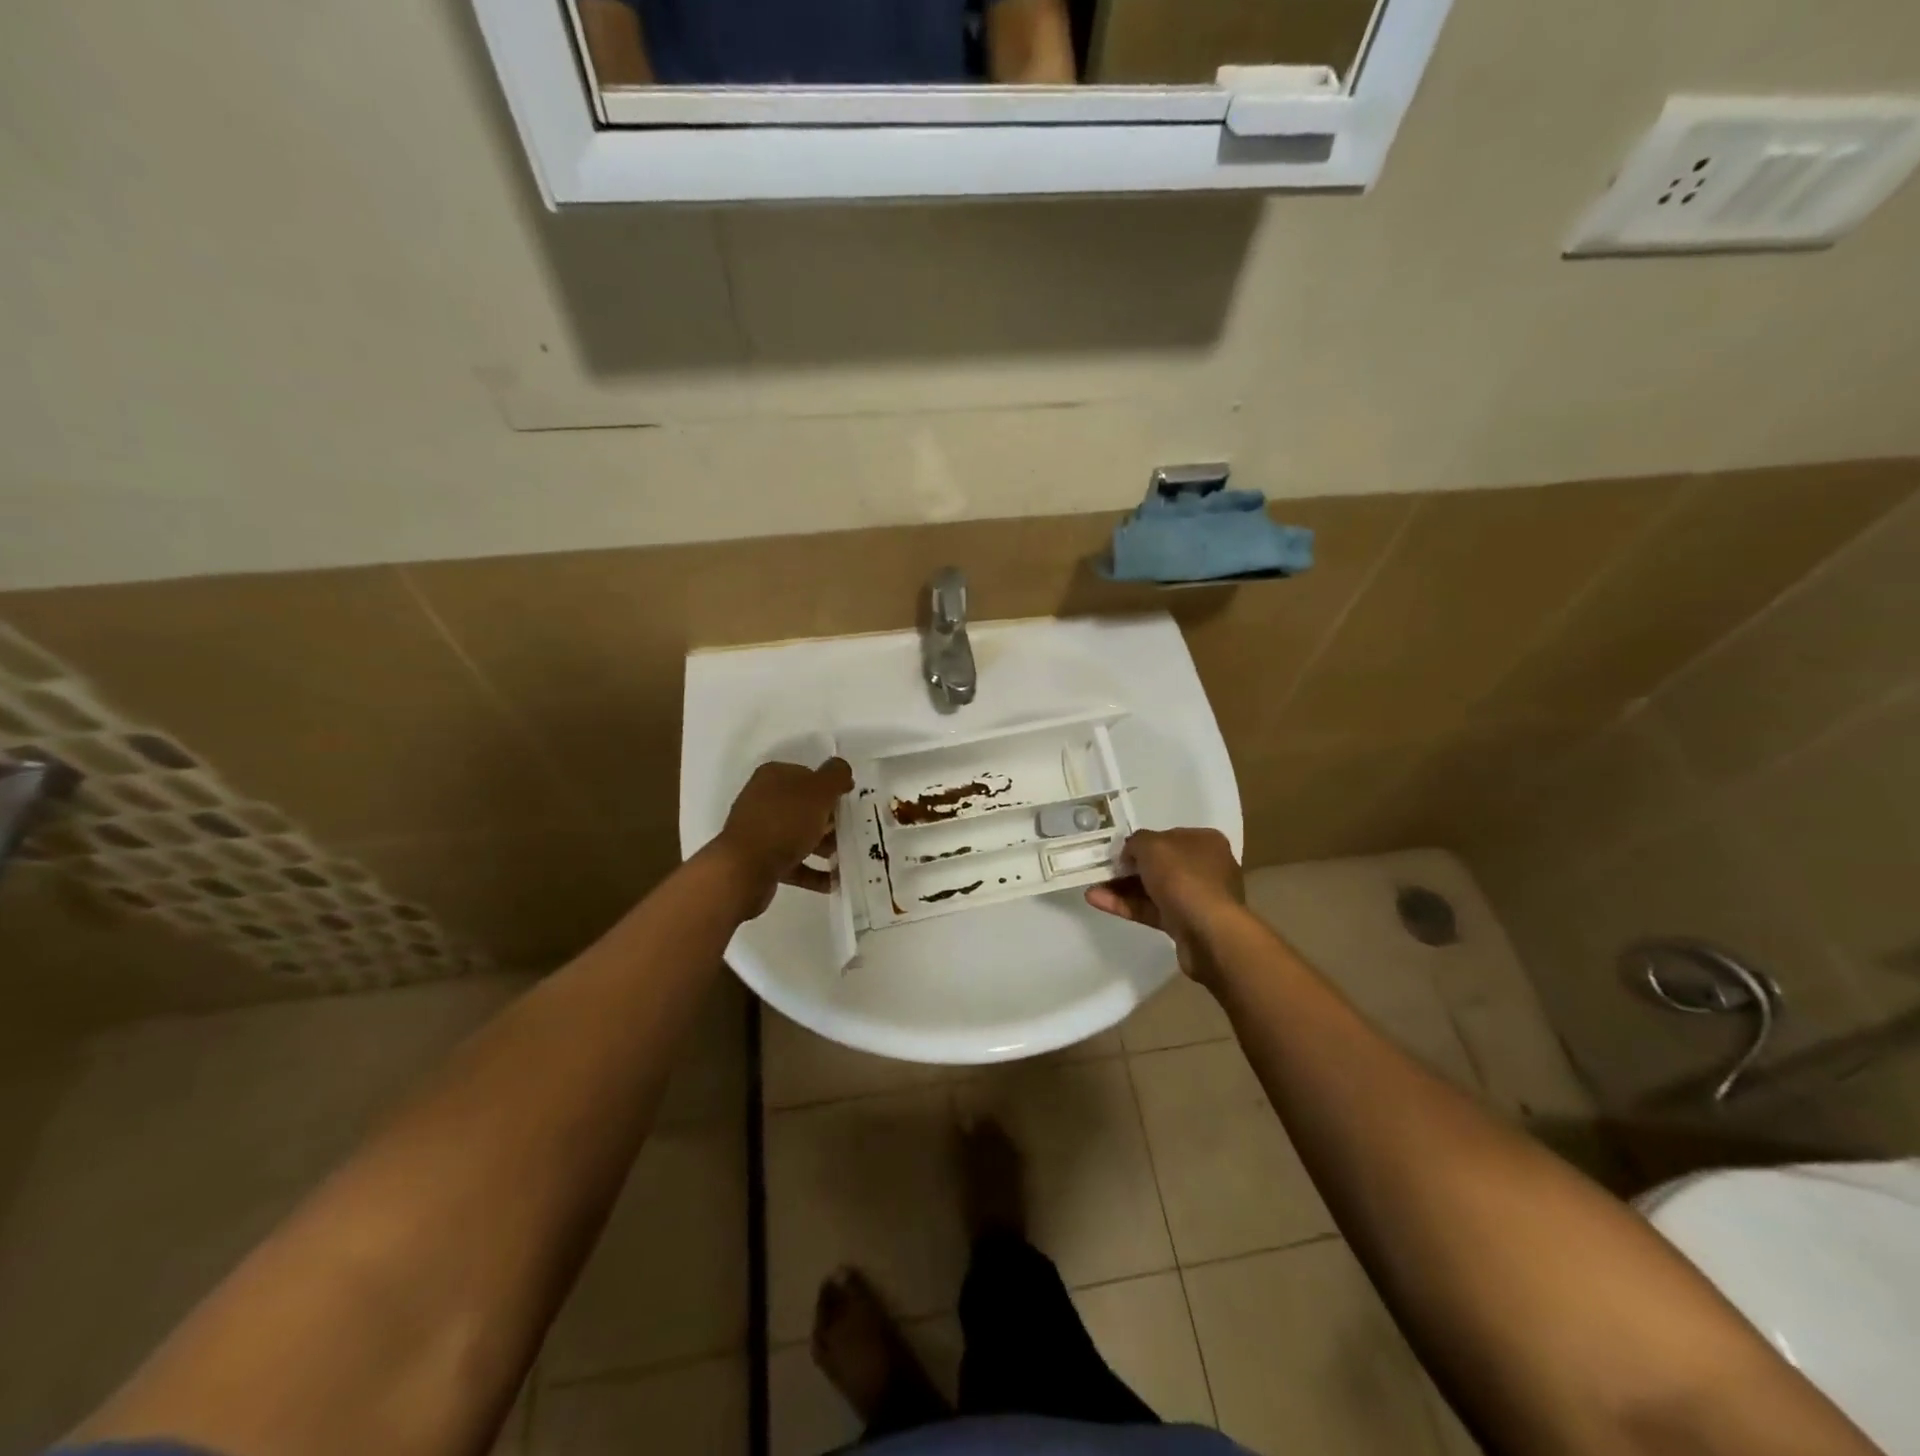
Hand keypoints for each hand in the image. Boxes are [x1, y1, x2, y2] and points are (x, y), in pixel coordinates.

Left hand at [711, 757, 852, 918]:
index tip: (849, 803)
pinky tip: (833, 882)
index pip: (809, 775)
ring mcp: (760, 830)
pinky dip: (813, 871)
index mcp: (774, 776)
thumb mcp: (818, 791)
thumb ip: (835, 775)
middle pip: (805, 806)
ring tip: (846, 859)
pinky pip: (793, 862)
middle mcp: (763, 799)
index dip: (831, 788)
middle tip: (851, 832)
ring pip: (799, 834)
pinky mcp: (760, 859)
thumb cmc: (785, 822)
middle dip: (830, 820)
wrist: (744, 868)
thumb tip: (842, 769)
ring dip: (824, 846)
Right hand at [1085, 828, 1243, 981]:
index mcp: (1204, 842)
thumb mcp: (1153, 845)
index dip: (1141, 843)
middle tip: (1101, 869)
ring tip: (1091, 887)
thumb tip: (1130, 852)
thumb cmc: (1184, 878)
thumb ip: (1136, 842)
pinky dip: (1126, 905)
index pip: (1167, 837)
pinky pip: (1151, 910)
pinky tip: (1097, 901)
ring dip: (1122, 887)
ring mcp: (1195, 898)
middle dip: (1127, 867)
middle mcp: (1204, 868)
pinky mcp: (1184, 924)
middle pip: (1159, 864)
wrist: (1209, 933)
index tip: (1117, 850)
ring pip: (1152, 889)